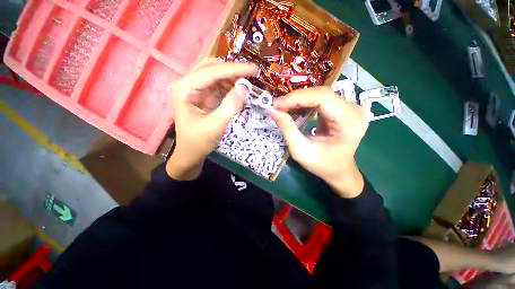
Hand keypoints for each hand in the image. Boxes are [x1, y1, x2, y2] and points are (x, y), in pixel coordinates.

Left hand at [166, 59, 256, 180]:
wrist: (190, 154)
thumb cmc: (199, 142)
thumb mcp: (216, 125)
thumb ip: (230, 106)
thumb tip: (244, 87)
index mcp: (184, 89)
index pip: (212, 72)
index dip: (235, 69)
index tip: (254, 69)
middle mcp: (186, 84)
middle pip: (211, 68)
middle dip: (232, 70)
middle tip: (251, 75)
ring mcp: (193, 89)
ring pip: (214, 74)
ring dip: (231, 77)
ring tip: (246, 84)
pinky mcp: (201, 96)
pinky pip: (216, 84)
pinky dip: (228, 85)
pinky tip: (237, 90)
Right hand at [267, 87, 369, 197]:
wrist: (339, 171)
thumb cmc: (322, 165)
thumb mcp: (300, 151)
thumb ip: (287, 129)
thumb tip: (271, 109)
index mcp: (349, 122)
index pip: (322, 98)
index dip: (297, 98)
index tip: (277, 104)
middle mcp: (354, 110)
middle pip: (321, 94)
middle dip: (295, 98)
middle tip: (277, 106)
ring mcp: (350, 107)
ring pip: (320, 94)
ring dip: (298, 99)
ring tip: (282, 107)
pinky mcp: (343, 108)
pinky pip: (321, 99)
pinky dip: (304, 102)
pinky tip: (293, 107)